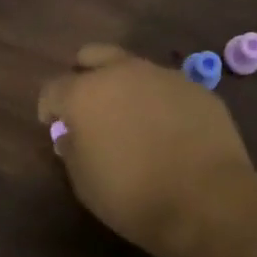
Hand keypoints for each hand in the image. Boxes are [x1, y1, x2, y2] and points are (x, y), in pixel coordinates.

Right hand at [38, 44, 254, 256]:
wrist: (206, 200)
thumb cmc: (133, 197)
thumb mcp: (84, 183)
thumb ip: (72, 150)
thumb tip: (71, 135)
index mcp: (86, 93)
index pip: (53, 89)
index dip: (50, 107)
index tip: (53, 125)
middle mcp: (124, 73)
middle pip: (94, 56)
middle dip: (86, 74)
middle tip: (89, 104)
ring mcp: (165, 76)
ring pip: (136, 68)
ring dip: (127, 86)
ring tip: (133, 118)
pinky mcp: (198, 89)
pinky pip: (169, 88)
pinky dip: (161, 102)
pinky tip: (169, 129)